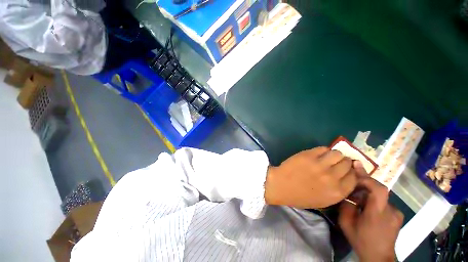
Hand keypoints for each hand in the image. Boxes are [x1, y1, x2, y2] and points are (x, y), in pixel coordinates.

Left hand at [264, 147, 358, 207]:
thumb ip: (337, 190)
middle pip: (347, 164)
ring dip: (334, 154)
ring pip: (337, 153)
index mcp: (337, 192)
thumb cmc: (300, 196)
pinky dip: (323, 150)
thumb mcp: (324, 200)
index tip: (346, 170)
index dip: (350, 172)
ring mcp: (320, 165)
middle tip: (336, 162)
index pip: (355, 177)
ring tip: (328, 157)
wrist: (281, 186)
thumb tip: (346, 176)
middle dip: (343, 162)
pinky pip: (323, 148)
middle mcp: (332, 178)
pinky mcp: (309, 155)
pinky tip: (318, 154)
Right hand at [338, 175, 403, 261]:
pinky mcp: (398, 215)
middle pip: (379, 189)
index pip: (379, 190)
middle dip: (364, 181)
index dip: (367, 178)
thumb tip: (348, 192)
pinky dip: (374, 200)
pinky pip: (384, 202)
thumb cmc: (361, 241)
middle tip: (352, 174)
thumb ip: (346, 205)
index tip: (355, 169)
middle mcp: (391, 211)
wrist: (379, 257)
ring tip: (357, 197)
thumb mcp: (346, 223)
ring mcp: (396, 213)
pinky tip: (367, 207)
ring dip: (368, 192)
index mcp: (378, 214)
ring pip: (380, 195)